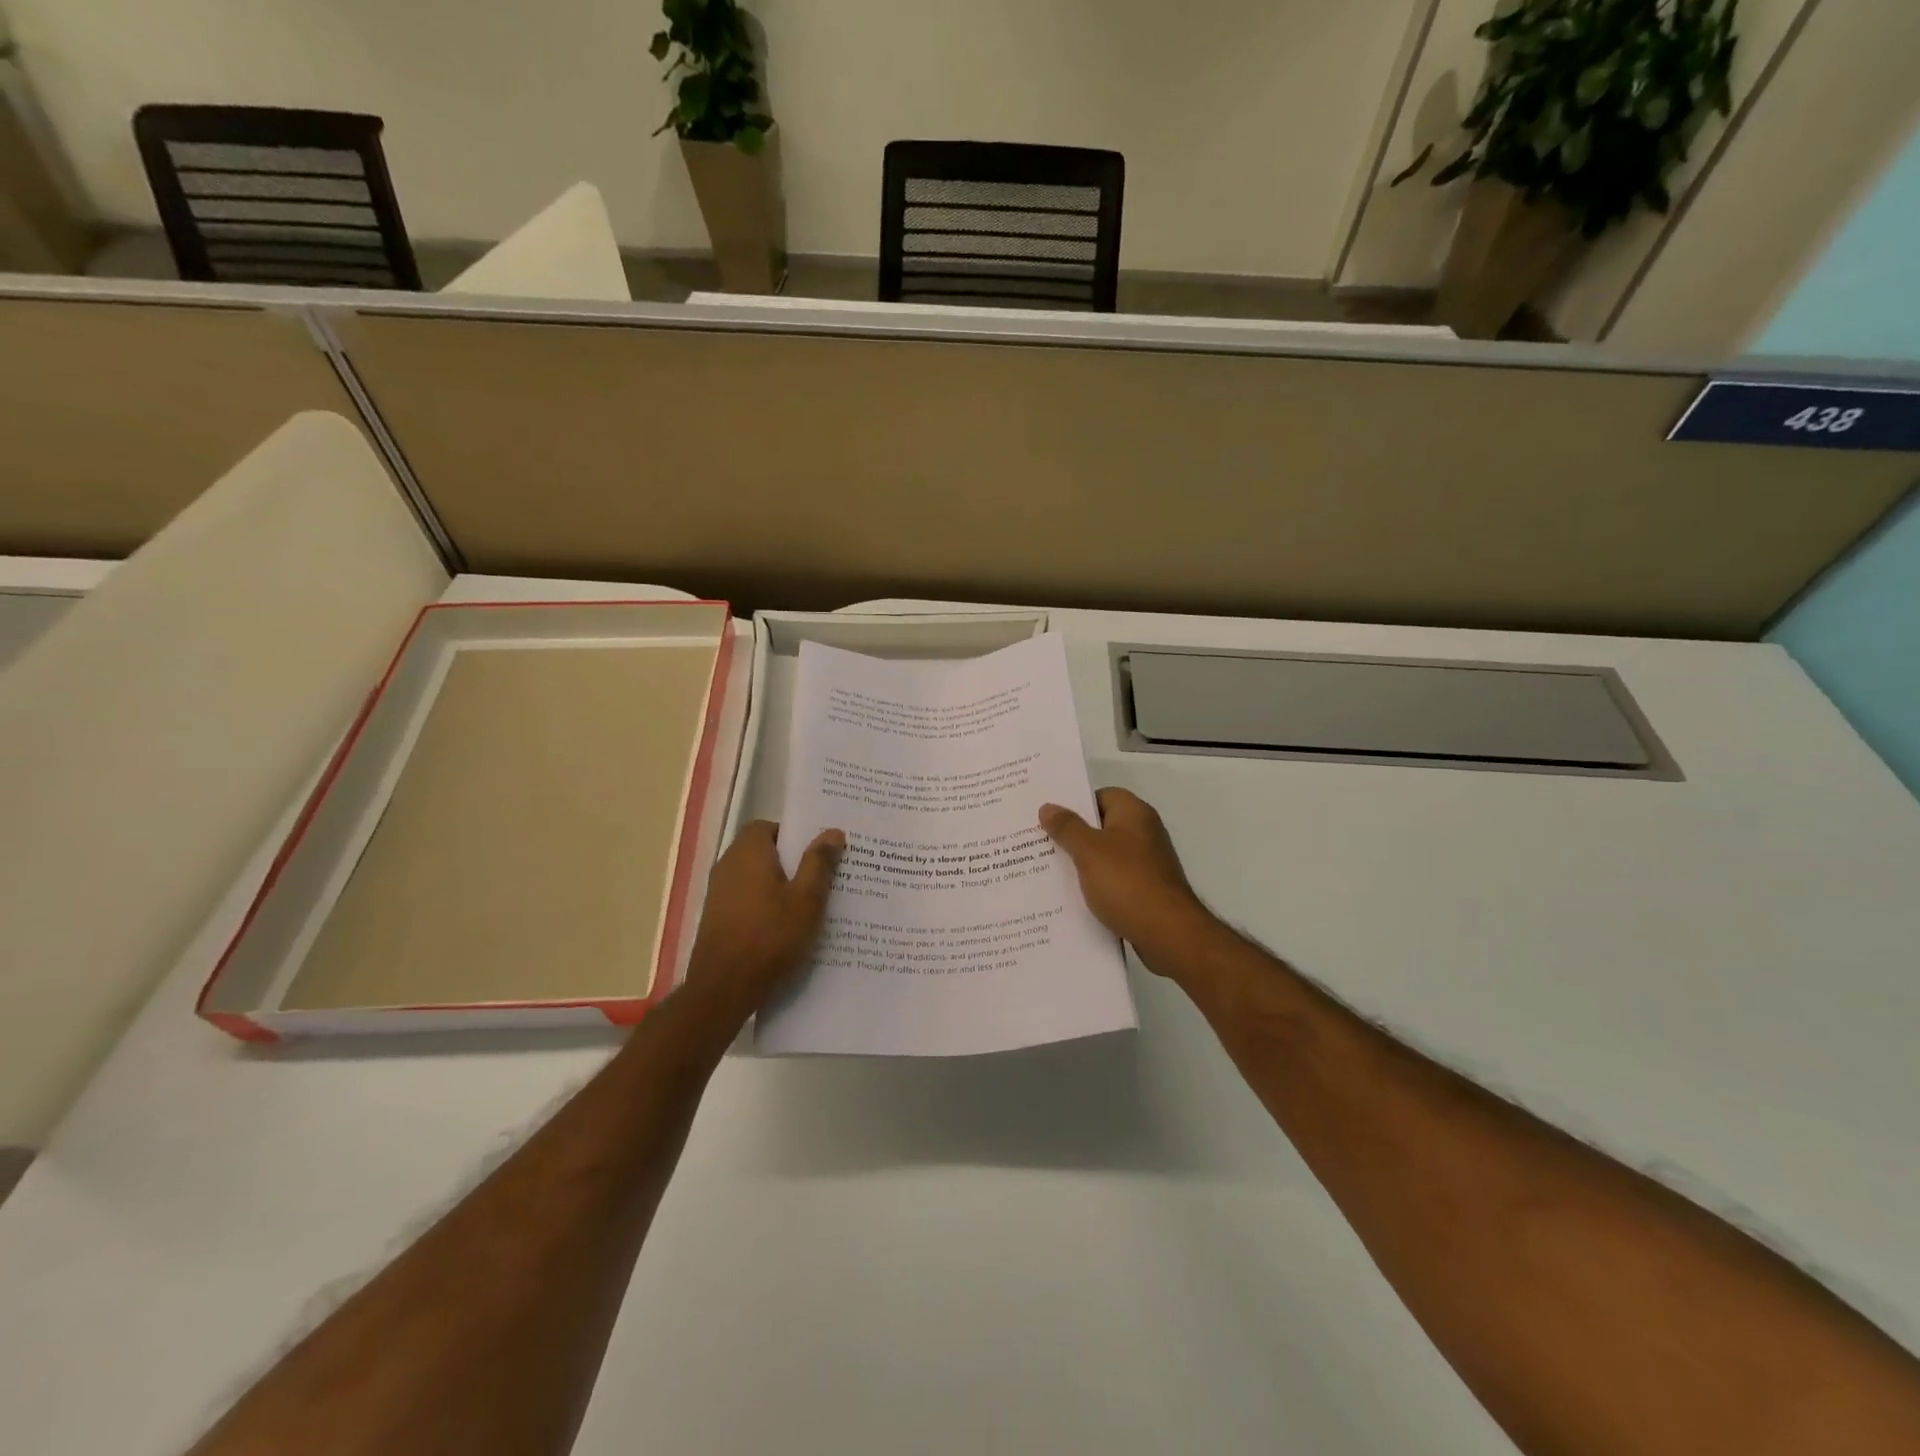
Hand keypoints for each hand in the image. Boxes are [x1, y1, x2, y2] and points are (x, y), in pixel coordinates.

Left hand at [683, 821, 843, 1019]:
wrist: (724, 988)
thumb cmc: (771, 936)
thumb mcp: (807, 899)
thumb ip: (819, 862)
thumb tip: (832, 832)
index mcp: (748, 852)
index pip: (768, 827)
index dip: (793, 835)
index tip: (817, 851)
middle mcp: (728, 866)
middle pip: (763, 852)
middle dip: (791, 861)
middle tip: (823, 876)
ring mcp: (719, 894)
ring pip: (756, 879)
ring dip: (779, 886)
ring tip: (810, 904)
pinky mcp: (717, 919)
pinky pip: (747, 901)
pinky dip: (766, 906)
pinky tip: (787, 927)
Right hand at [1040, 789, 1212, 972]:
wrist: (1168, 933)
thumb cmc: (1126, 882)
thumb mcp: (1088, 850)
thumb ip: (1066, 827)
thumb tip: (1048, 807)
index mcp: (1134, 813)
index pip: (1100, 796)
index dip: (1074, 804)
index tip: (1047, 817)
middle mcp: (1144, 832)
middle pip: (1101, 826)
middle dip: (1072, 835)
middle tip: (1038, 843)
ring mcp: (1147, 863)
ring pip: (1106, 856)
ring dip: (1082, 863)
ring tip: (1047, 871)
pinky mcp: (1146, 890)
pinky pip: (1113, 880)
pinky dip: (1096, 885)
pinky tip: (1072, 897)